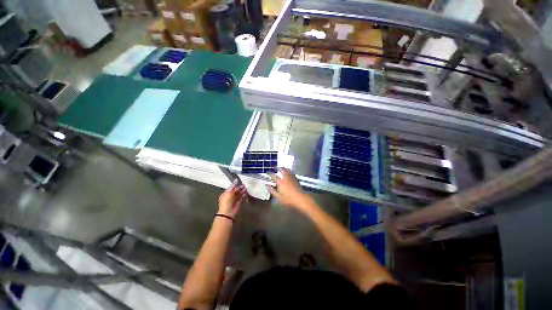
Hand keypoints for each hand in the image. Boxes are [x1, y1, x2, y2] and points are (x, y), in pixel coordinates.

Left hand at [218, 183, 246, 217]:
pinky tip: (246, 192)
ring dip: (242, 191)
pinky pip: (241, 198)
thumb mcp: (229, 192)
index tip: (239, 180)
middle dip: (239, 187)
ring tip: (246, 188)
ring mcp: (234, 200)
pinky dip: (243, 195)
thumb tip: (236, 180)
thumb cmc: (226, 201)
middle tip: (244, 185)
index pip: (231, 187)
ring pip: (239, 194)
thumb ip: (233, 186)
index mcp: (226, 193)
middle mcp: (230, 196)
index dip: (235, 184)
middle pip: (235, 190)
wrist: (228, 212)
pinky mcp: (239, 203)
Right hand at [269, 168, 311, 209]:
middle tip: (274, 167)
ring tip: (281, 168)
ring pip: (287, 169)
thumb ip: (272, 191)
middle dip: (277, 167)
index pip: (273, 176)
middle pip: (281, 169)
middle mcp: (285, 177)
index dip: (270, 173)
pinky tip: (288, 172)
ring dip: (283, 168)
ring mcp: (291, 177)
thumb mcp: (278, 197)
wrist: (301, 198)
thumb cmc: (289, 199)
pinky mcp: (295, 178)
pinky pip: (291, 172)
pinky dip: (288, 170)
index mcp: (280, 182)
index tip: (268, 172)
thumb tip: (267, 186)